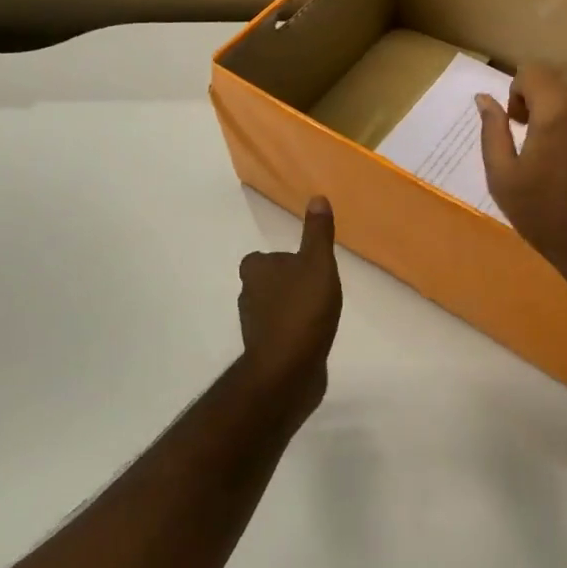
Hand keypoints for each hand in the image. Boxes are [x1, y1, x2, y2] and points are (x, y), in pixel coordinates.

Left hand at [237, 197, 342, 417]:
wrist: (288, 370)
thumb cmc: (303, 309)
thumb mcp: (318, 263)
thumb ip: (317, 233)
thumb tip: (317, 197)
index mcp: (255, 270)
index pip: (261, 258)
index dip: (280, 260)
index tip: (303, 265)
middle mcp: (247, 295)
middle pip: (266, 283)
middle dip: (287, 284)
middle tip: (316, 287)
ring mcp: (254, 327)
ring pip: (272, 309)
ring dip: (291, 309)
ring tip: (319, 312)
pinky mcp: (263, 351)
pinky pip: (279, 334)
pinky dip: (293, 333)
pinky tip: (314, 336)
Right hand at [476, 62, 566, 287]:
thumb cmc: (548, 216)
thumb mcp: (503, 178)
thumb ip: (492, 132)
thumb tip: (485, 99)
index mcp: (558, 108)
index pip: (533, 70)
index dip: (517, 92)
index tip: (517, 125)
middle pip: (562, 71)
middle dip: (541, 90)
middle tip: (534, 129)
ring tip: (561, 137)